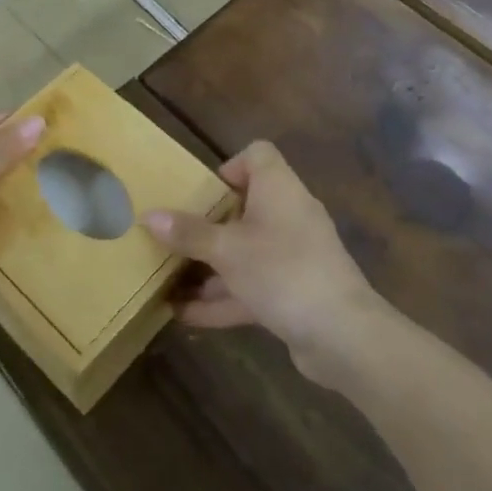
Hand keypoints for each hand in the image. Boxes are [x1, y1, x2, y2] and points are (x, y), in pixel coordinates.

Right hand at [143, 141, 387, 388]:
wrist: (343, 335)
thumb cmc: (282, 271)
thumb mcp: (227, 250)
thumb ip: (188, 233)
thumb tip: (148, 215)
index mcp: (278, 189)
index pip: (258, 155)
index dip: (229, 167)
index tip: (202, 192)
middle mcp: (288, 215)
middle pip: (245, 206)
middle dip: (208, 223)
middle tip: (174, 235)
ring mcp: (293, 256)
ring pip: (245, 251)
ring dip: (210, 266)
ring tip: (167, 277)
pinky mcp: (293, 292)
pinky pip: (252, 286)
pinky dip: (223, 297)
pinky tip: (184, 314)